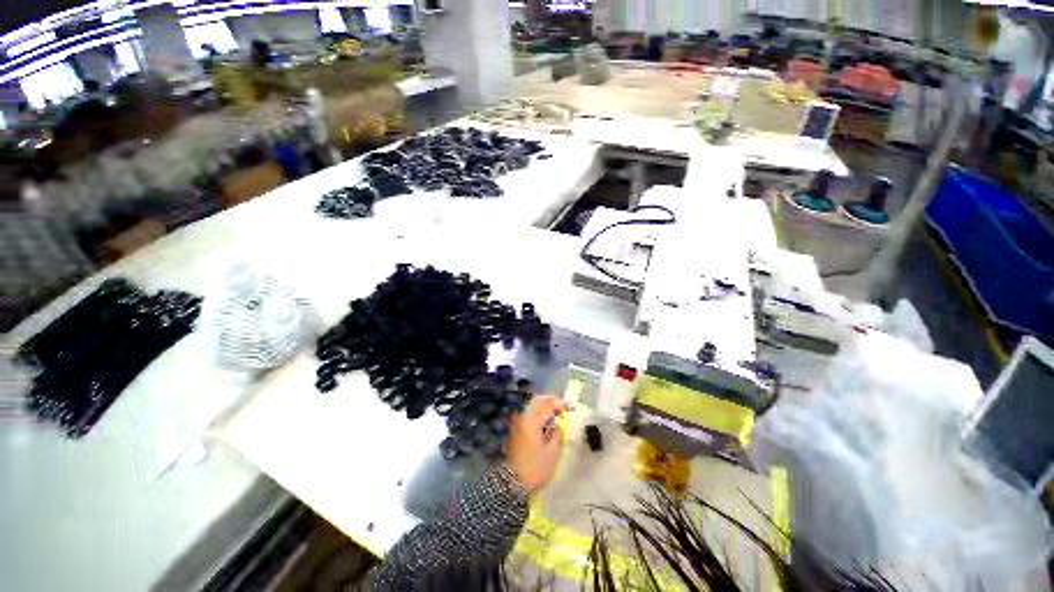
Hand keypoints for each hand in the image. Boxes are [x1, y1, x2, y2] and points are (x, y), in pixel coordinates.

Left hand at [505, 395, 564, 493]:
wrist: (513, 484)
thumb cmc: (536, 467)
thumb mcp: (553, 452)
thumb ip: (557, 433)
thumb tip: (557, 425)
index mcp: (532, 420)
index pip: (546, 403)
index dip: (558, 403)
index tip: (567, 409)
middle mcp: (523, 418)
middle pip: (536, 402)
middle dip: (549, 402)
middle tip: (560, 410)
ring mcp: (517, 424)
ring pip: (531, 408)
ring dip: (543, 408)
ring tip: (554, 417)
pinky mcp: (515, 432)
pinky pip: (527, 416)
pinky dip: (537, 416)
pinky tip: (544, 425)